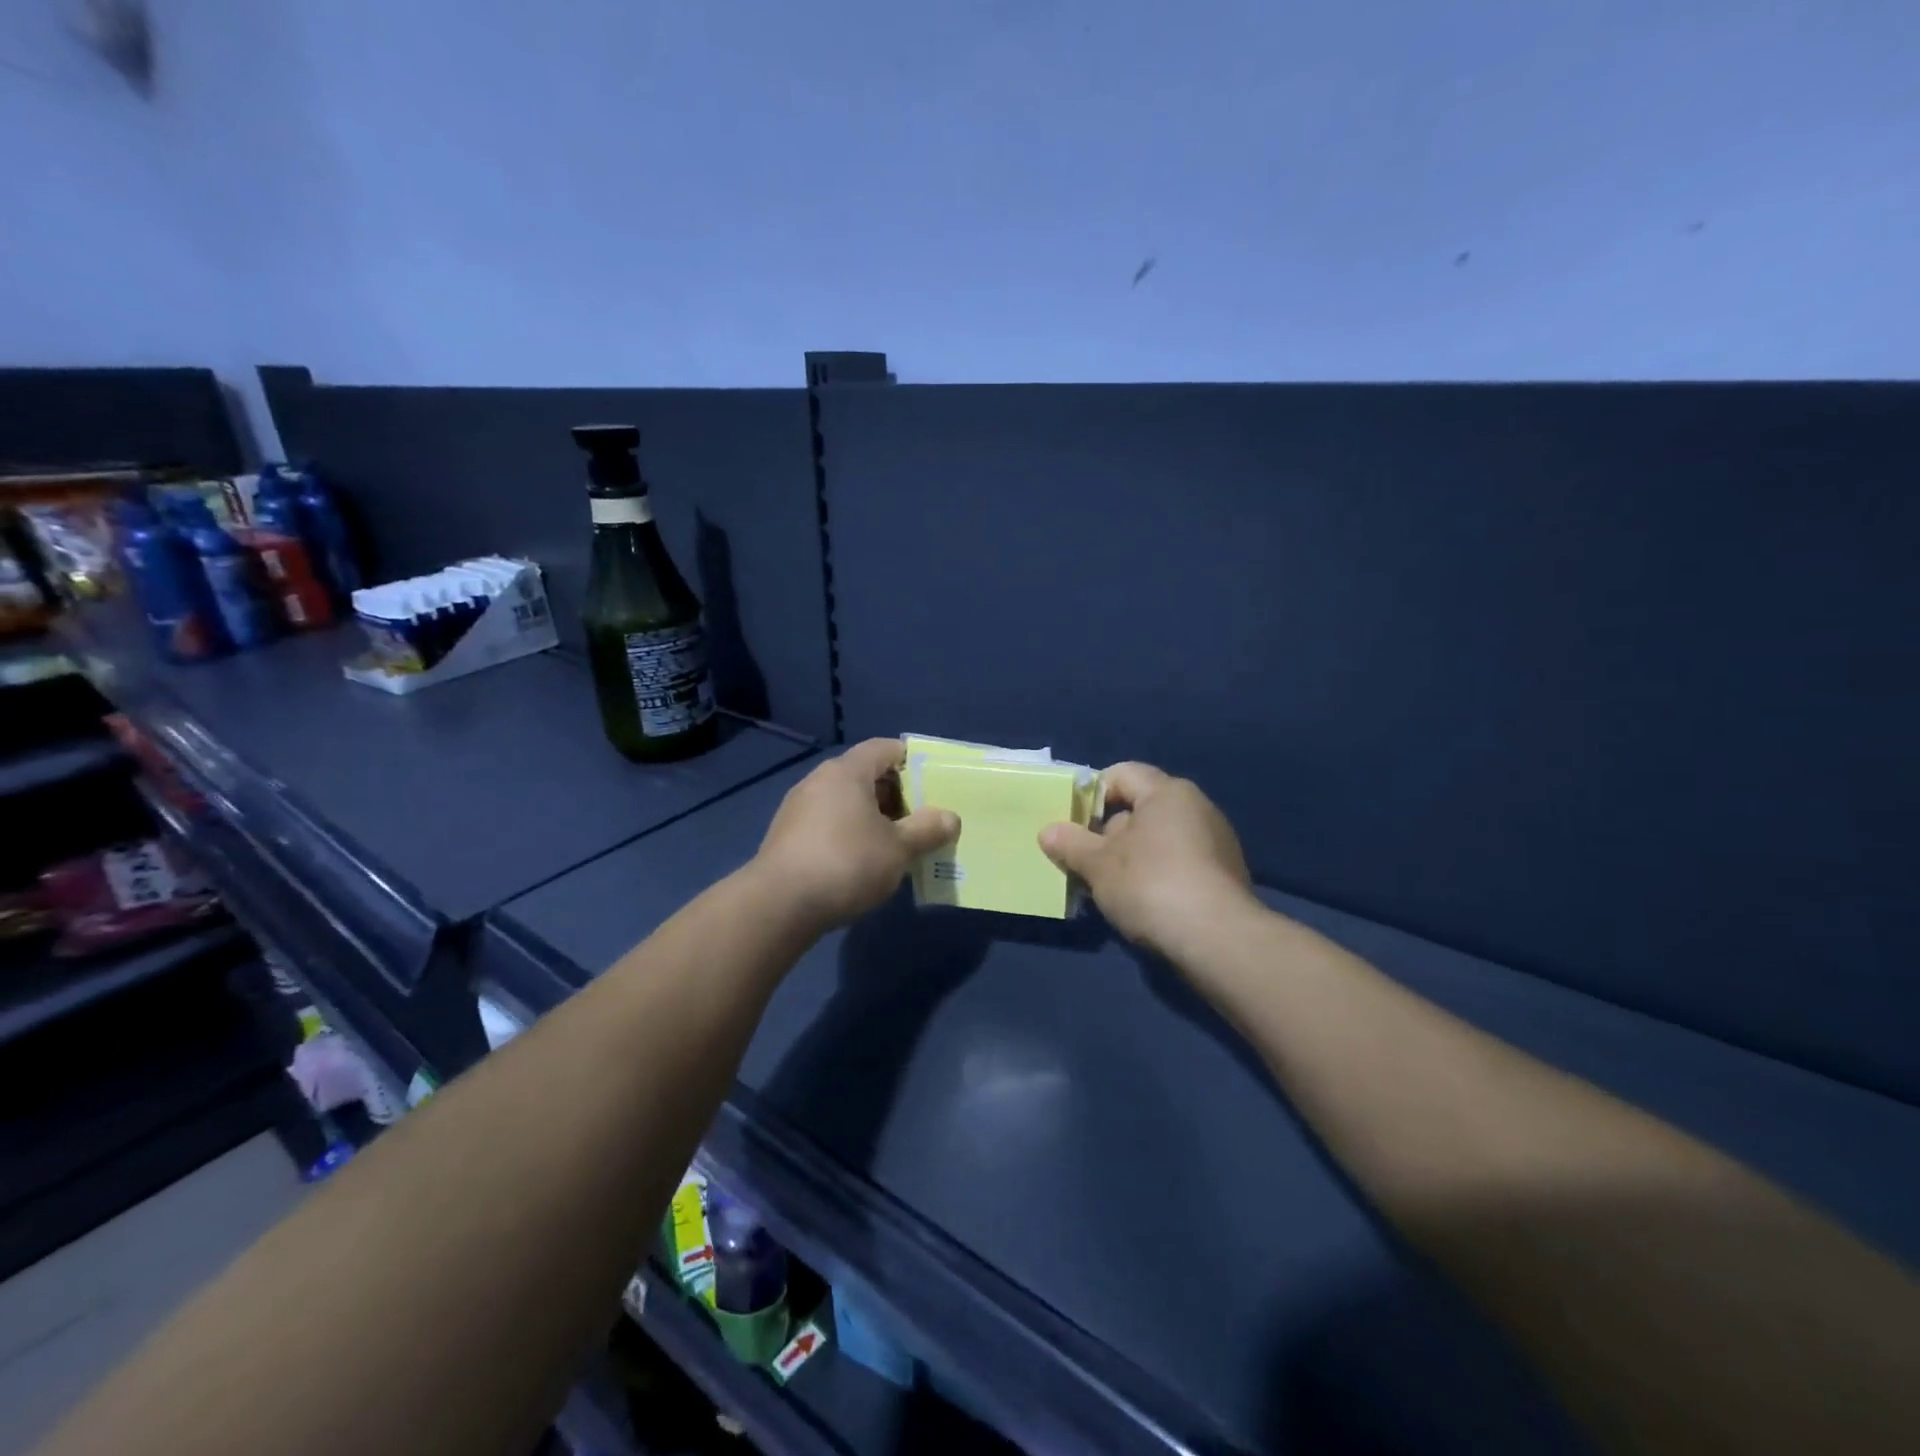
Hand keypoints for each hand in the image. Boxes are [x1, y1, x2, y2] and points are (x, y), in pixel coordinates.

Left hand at [754, 738, 959, 930]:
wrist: (778, 905)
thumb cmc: (846, 863)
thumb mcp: (898, 849)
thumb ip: (927, 830)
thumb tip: (950, 818)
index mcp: (847, 772)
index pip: (885, 749)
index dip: (912, 761)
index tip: (933, 784)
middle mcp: (820, 780)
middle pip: (865, 775)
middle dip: (896, 794)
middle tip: (921, 819)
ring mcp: (799, 808)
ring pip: (846, 802)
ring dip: (873, 818)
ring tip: (896, 844)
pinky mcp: (787, 836)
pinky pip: (829, 823)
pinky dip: (850, 834)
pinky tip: (863, 863)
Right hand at [1039, 762, 1254, 958]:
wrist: (1219, 940)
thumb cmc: (1151, 885)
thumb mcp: (1098, 865)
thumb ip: (1070, 843)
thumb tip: (1048, 831)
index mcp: (1167, 792)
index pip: (1122, 773)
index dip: (1092, 795)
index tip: (1074, 825)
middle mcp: (1197, 806)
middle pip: (1140, 807)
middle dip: (1109, 832)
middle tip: (1087, 861)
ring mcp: (1217, 840)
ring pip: (1160, 838)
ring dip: (1133, 857)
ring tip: (1112, 888)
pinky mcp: (1226, 873)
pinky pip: (1181, 862)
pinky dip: (1159, 874)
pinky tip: (1146, 903)